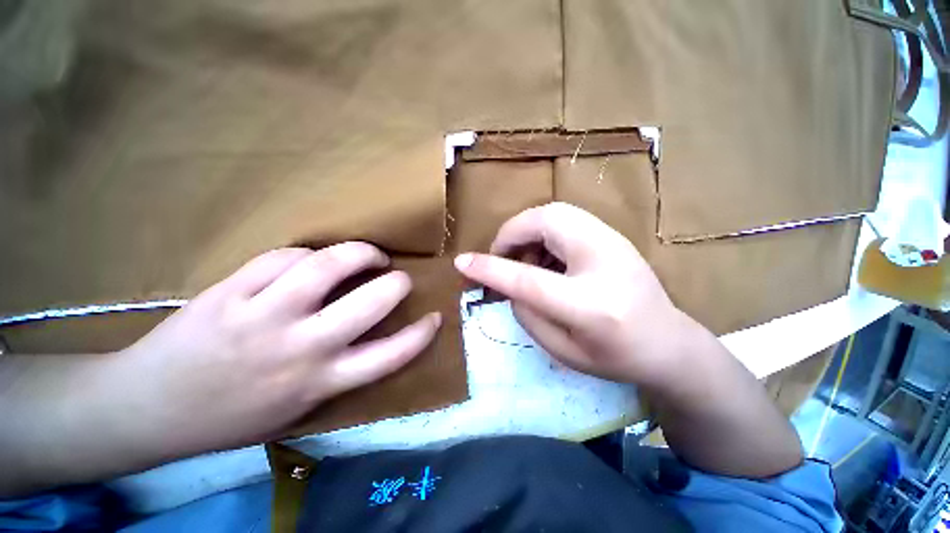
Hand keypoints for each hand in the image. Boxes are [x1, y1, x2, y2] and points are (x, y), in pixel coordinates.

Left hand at [122, 243, 439, 455]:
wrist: (149, 409)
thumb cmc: (231, 416)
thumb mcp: (296, 410)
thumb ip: (339, 374)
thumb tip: (373, 336)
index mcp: (319, 382)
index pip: (390, 356)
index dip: (421, 334)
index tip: (435, 317)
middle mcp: (301, 348)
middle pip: (371, 303)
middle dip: (396, 283)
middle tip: (398, 278)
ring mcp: (264, 315)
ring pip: (328, 266)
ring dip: (361, 253)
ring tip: (370, 255)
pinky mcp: (232, 291)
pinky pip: (284, 257)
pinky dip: (308, 254)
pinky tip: (313, 259)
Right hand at [454, 202, 697, 387]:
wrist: (670, 344)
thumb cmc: (616, 357)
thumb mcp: (562, 350)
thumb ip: (527, 313)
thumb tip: (506, 282)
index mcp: (591, 305)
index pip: (530, 279)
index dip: (491, 268)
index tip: (461, 263)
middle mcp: (604, 260)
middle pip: (546, 222)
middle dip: (511, 234)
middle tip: (502, 258)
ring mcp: (613, 241)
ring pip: (554, 212)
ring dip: (527, 232)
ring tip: (524, 260)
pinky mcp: (611, 233)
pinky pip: (565, 218)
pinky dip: (543, 232)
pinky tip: (546, 257)